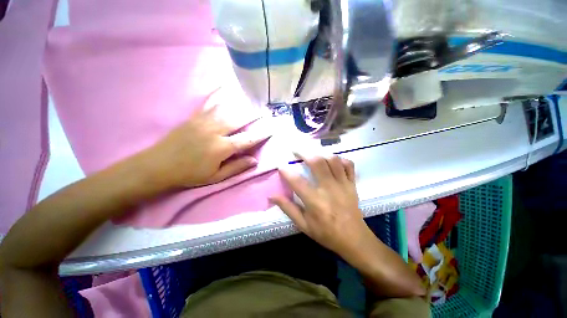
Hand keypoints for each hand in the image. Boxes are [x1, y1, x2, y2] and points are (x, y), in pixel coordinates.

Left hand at [142, 102, 269, 188]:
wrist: (158, 166)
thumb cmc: (190, 174)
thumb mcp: (216, 177)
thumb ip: (236, 167)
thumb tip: (254, 160)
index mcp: (221, 148)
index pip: (247, 139)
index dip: (261, 134)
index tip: (271, 128)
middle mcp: (215, 131)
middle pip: (239, 119)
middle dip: (254, 115)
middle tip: (265, 111)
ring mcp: (203, 121)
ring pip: (227, 108)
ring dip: (241, 104)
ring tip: (252, 100)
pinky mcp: (194, 117)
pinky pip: (209, 103)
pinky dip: (219, 95)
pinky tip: (225, 88)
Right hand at [270, 154, 375, 258]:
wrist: (354, 239)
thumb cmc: (326, 233)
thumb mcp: (303, 225)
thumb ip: (288, 208)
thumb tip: (271, 196)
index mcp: (315, 202)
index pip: (297, 181)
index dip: (286, 171)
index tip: (281, 166)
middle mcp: (329, 189)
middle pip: (317, 163)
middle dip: (304, 153)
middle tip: (296, 151)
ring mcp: (343, 184)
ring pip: (333, 160)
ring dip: (320, 154)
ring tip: (312, 154)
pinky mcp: (352, 184)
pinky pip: (348, 165)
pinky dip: (340, 159)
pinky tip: (332, 161)